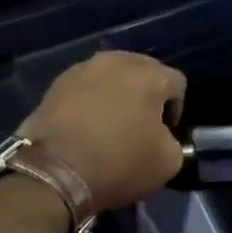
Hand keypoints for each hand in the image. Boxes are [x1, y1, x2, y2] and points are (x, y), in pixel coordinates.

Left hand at [19, 51, 186, 211]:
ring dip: (116, 95)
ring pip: (111, 77)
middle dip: (146, 95)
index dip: (176, 110)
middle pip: (143, 72)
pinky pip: (85, 88)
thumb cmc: (119, 163)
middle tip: (139, 126)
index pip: (177, 83)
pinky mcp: (56, 84)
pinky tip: (86, 127)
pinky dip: (90, 102)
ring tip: (110, 125)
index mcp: (149, 74)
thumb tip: (163, 137)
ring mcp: (82, 69)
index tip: (165, 134)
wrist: (54, 172)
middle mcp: (116, 61)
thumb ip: (174, 141)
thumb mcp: (168, 162)